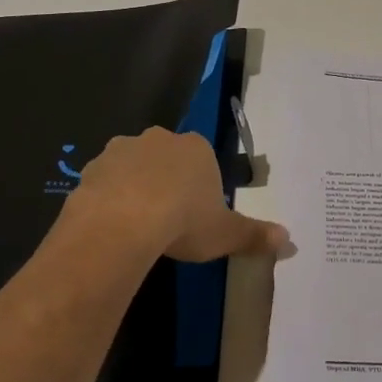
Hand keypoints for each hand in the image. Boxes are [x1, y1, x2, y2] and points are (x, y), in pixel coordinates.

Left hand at [62, 127, 288, 261]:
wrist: (121, 224)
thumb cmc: (183, 222)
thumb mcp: (225, 234)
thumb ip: (256, 235)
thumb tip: (291, 243)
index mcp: (196, 148)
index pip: (203, 159)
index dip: (201, 185)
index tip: (197, 213)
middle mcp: (159, 139)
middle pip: (167, 158)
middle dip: (167, 181)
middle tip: (168, 220)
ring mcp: (121, 149)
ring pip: (133, 167)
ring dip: (135, 187)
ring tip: (137, 226)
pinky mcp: (90, 168)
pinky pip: (104, 182)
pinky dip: (108, 198)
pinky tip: (111, 226)